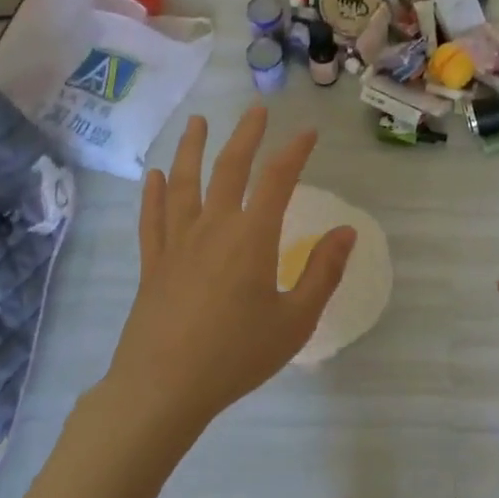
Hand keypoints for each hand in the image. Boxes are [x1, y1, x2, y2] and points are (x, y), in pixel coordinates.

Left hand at [104, 108, 355, 431]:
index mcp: (251, 236)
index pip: (277, 179)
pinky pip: (152, 218)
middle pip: (229, 167)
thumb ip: (322, 272)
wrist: (163, 388)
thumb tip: (346, 232)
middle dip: (245, 135)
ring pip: (183, 183)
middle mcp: (212, 226)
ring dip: (191, 149)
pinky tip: (153, 176)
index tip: (308, 132)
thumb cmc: (236, 355)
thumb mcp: (295, 320)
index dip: (294, 151)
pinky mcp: (153, 263)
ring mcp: (177, 242)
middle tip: (255, 110)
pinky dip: (153, 193)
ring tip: (196, 123)